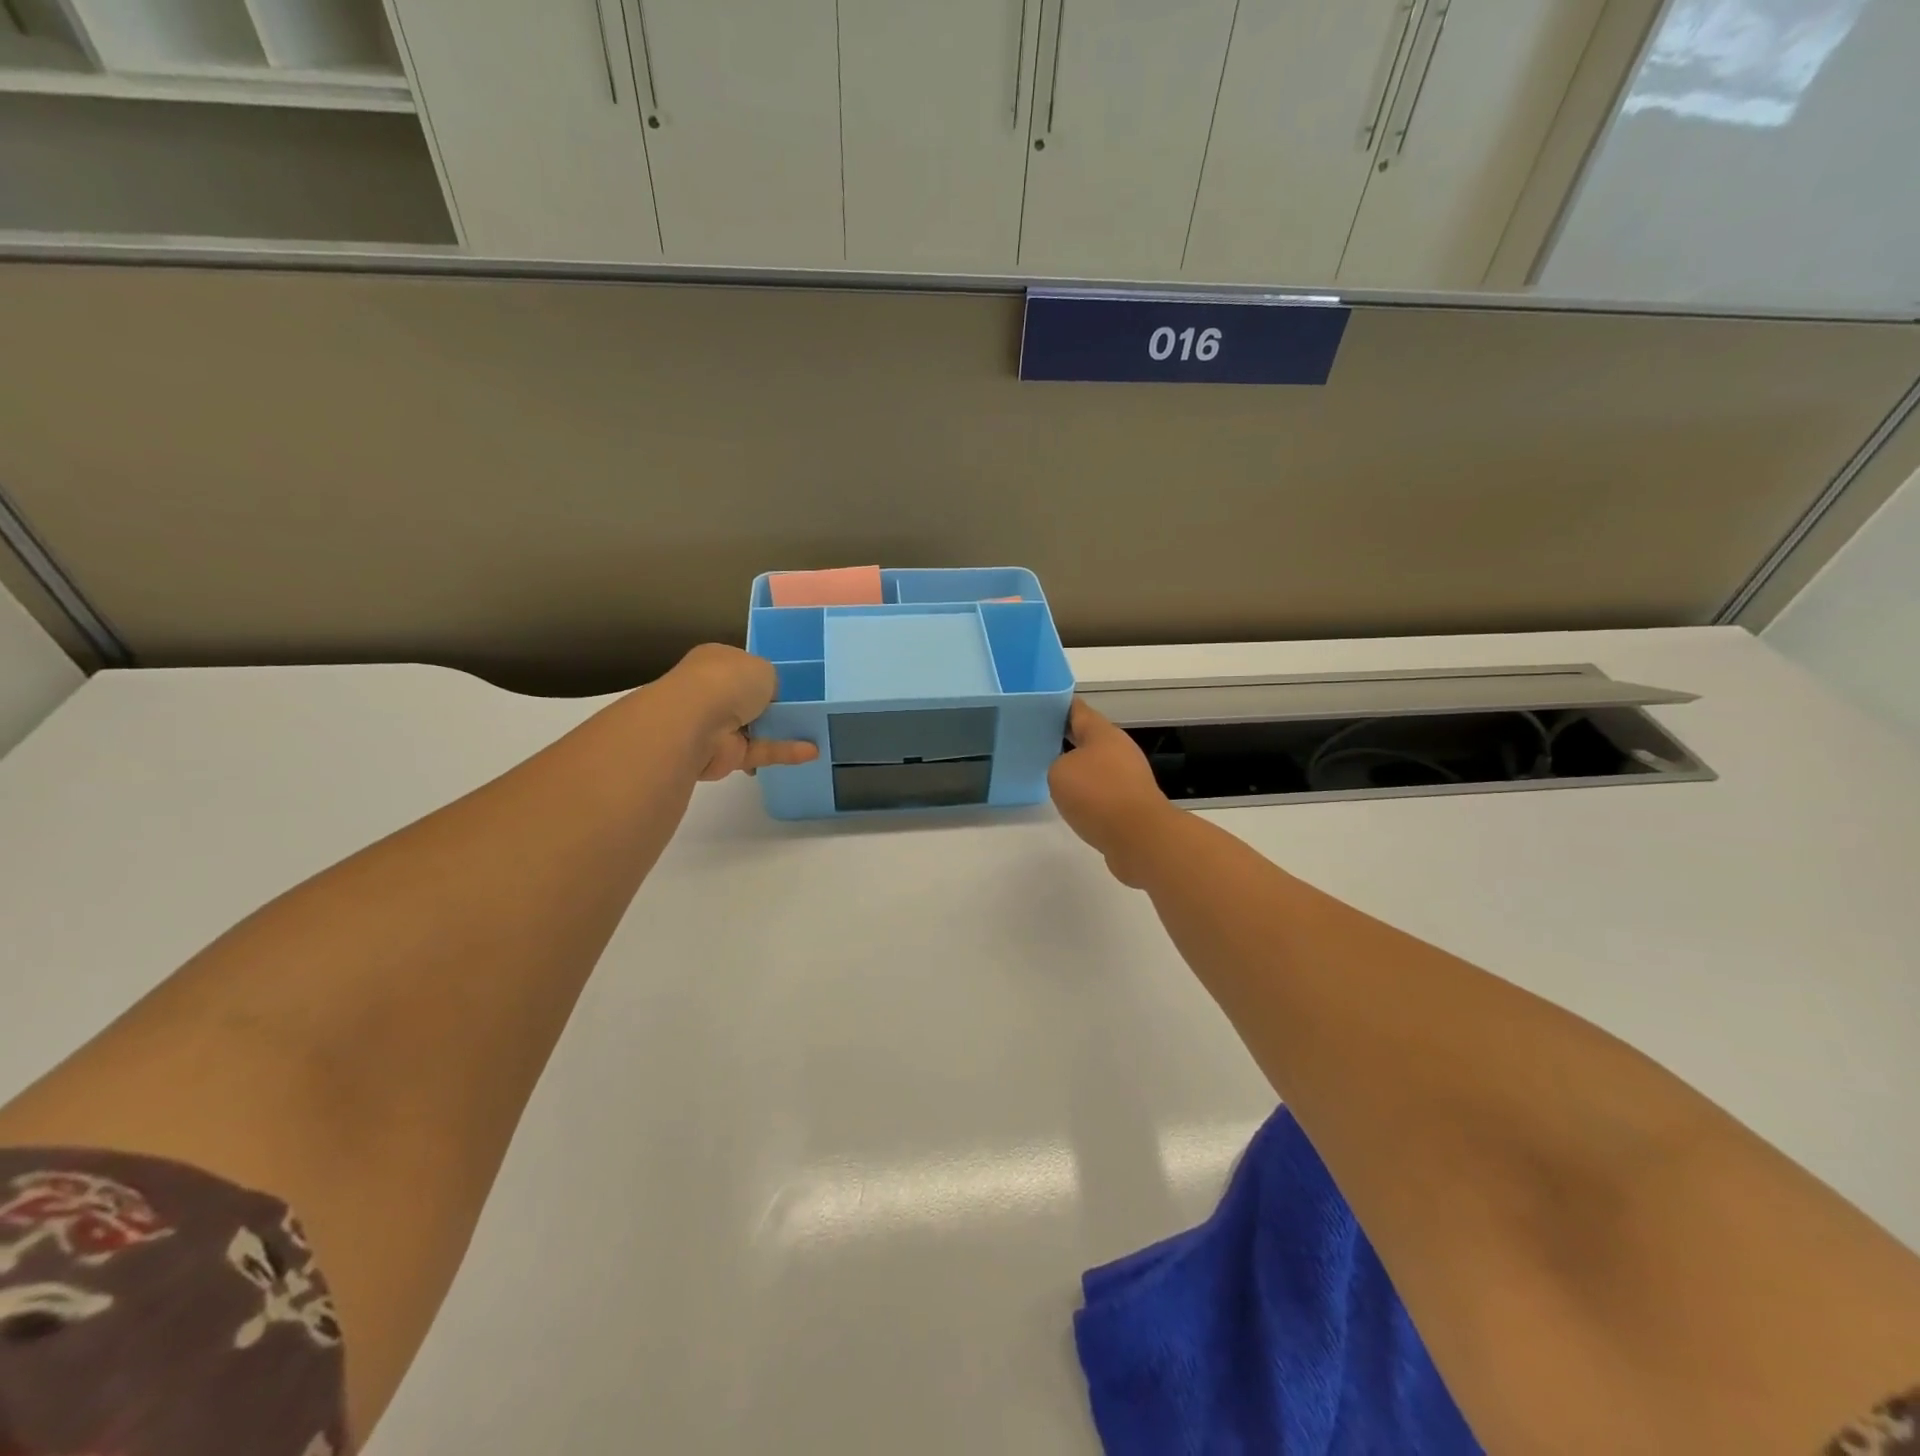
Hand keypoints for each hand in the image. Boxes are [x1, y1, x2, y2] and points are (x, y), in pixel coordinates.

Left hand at [657, 644, 819, 781]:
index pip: (742, 667)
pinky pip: (760, 751)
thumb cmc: (728, 681)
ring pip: (755, 728)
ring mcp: (716, 725)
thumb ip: (771, 681)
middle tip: (808, 709)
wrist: (695, 722)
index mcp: (715, 662)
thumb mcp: (764, 667)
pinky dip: (784, 752)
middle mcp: (712, 691)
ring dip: (781, 731)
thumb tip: (770, 695)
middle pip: (748, 699)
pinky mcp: (725, 755)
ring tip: (817, 731)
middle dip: (773, 705)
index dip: (765, 675)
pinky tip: (812, 752)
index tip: (792, 684)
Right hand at [1048, 698, 1181, 886]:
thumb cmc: (1097, 795)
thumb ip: (1058, 764)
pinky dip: (1089, 793)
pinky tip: (1074, 802)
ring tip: (1052, 774)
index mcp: (1103, 733)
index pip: (1077, 710)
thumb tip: (1070, 773)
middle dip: (1067, 738)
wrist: (1139, 837)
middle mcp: (1119, 749)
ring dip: (1079, 768)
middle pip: (1089, 738)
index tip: (1040, 706)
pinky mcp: (1132, 803)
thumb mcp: (1060, 772)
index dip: (1058, 706)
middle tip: (1039, 741)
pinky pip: (1103, 790)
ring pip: (1097, 765)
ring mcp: (1129, 776)